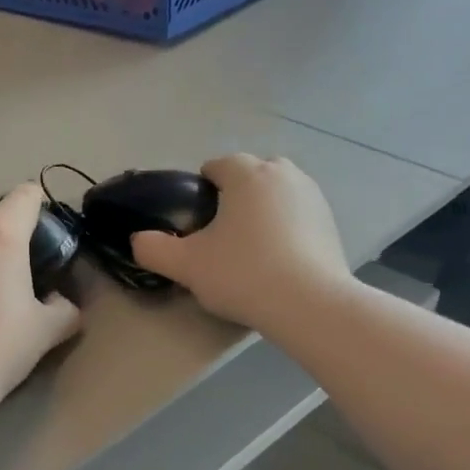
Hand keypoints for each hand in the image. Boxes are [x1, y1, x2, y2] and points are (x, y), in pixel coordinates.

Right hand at [130, 155, 350, 332]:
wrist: (309, 304)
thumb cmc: (243, 274)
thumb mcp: (186, 265)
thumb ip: (153, 249)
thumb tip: (138, 240)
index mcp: (247, 174)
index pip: (218, 165)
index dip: (200, 189)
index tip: (195, 221)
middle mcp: (283, 174)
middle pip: (251, 174)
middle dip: (235, 195)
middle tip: (221, 234)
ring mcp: (312, 196)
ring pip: (277, 193)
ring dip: (262, 210)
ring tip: (250, 248)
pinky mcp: (331, 222)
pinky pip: (298, 215)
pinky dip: (286, 228)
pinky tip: (278, 260)